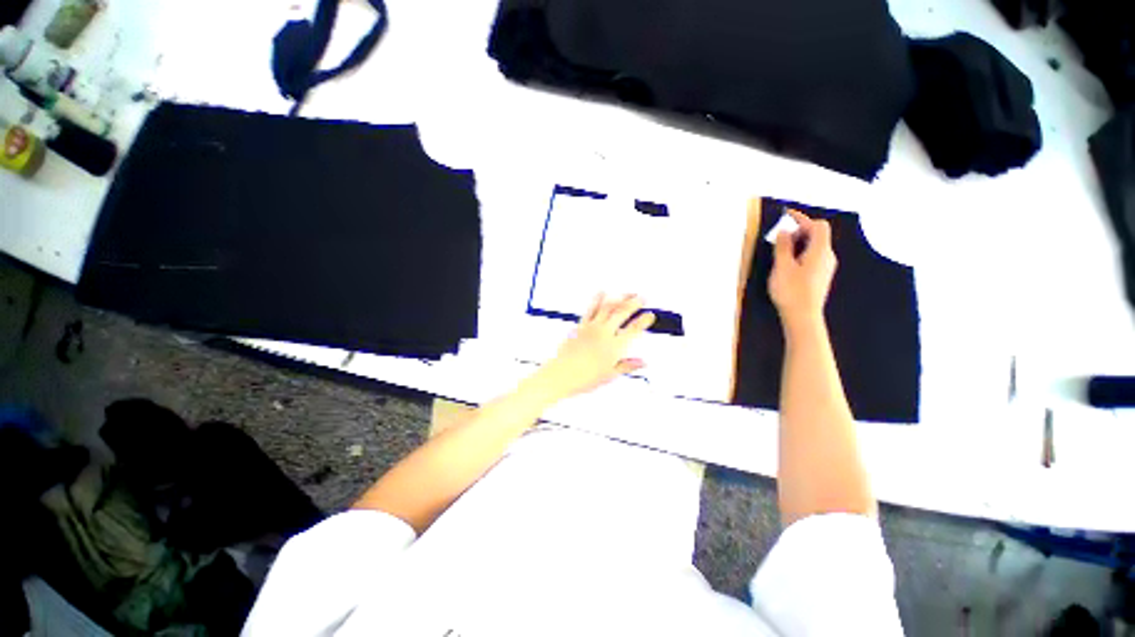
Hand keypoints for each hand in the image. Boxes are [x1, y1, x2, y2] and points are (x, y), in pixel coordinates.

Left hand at [530, 294, 654, 401]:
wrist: (562, 374)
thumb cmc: (585, 378)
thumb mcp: (610, 375)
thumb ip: (627, 365)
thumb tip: (642, 363)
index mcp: (614, 347)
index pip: (633, 330)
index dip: (643, 321)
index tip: (650, 316)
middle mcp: (604, 334)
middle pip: (622, 313)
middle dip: (634, 303)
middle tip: (642, 298)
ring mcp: (592, 328)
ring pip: (607, 307)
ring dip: (619, 298)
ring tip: (627, 293)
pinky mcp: (581, 326)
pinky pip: (590, 309)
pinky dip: (597, 299)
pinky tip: (602, 292)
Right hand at [768, 208, 837, 331]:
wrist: (803, 317)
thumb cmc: (791, 290)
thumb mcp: (782, 266)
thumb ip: (783, 246)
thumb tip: (785, 230)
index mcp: (820, 251)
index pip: (817, 226)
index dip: (802, 218)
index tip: (785, 215)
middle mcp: (828, 256)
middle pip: (817, 235)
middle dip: (799, 231)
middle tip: (779, 238)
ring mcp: (826, 267)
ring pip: (815, 247)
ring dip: (798, 243)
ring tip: (780, 252)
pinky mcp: (821, 276)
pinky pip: (813, 256)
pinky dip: (801, 253)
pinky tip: (787, 264)